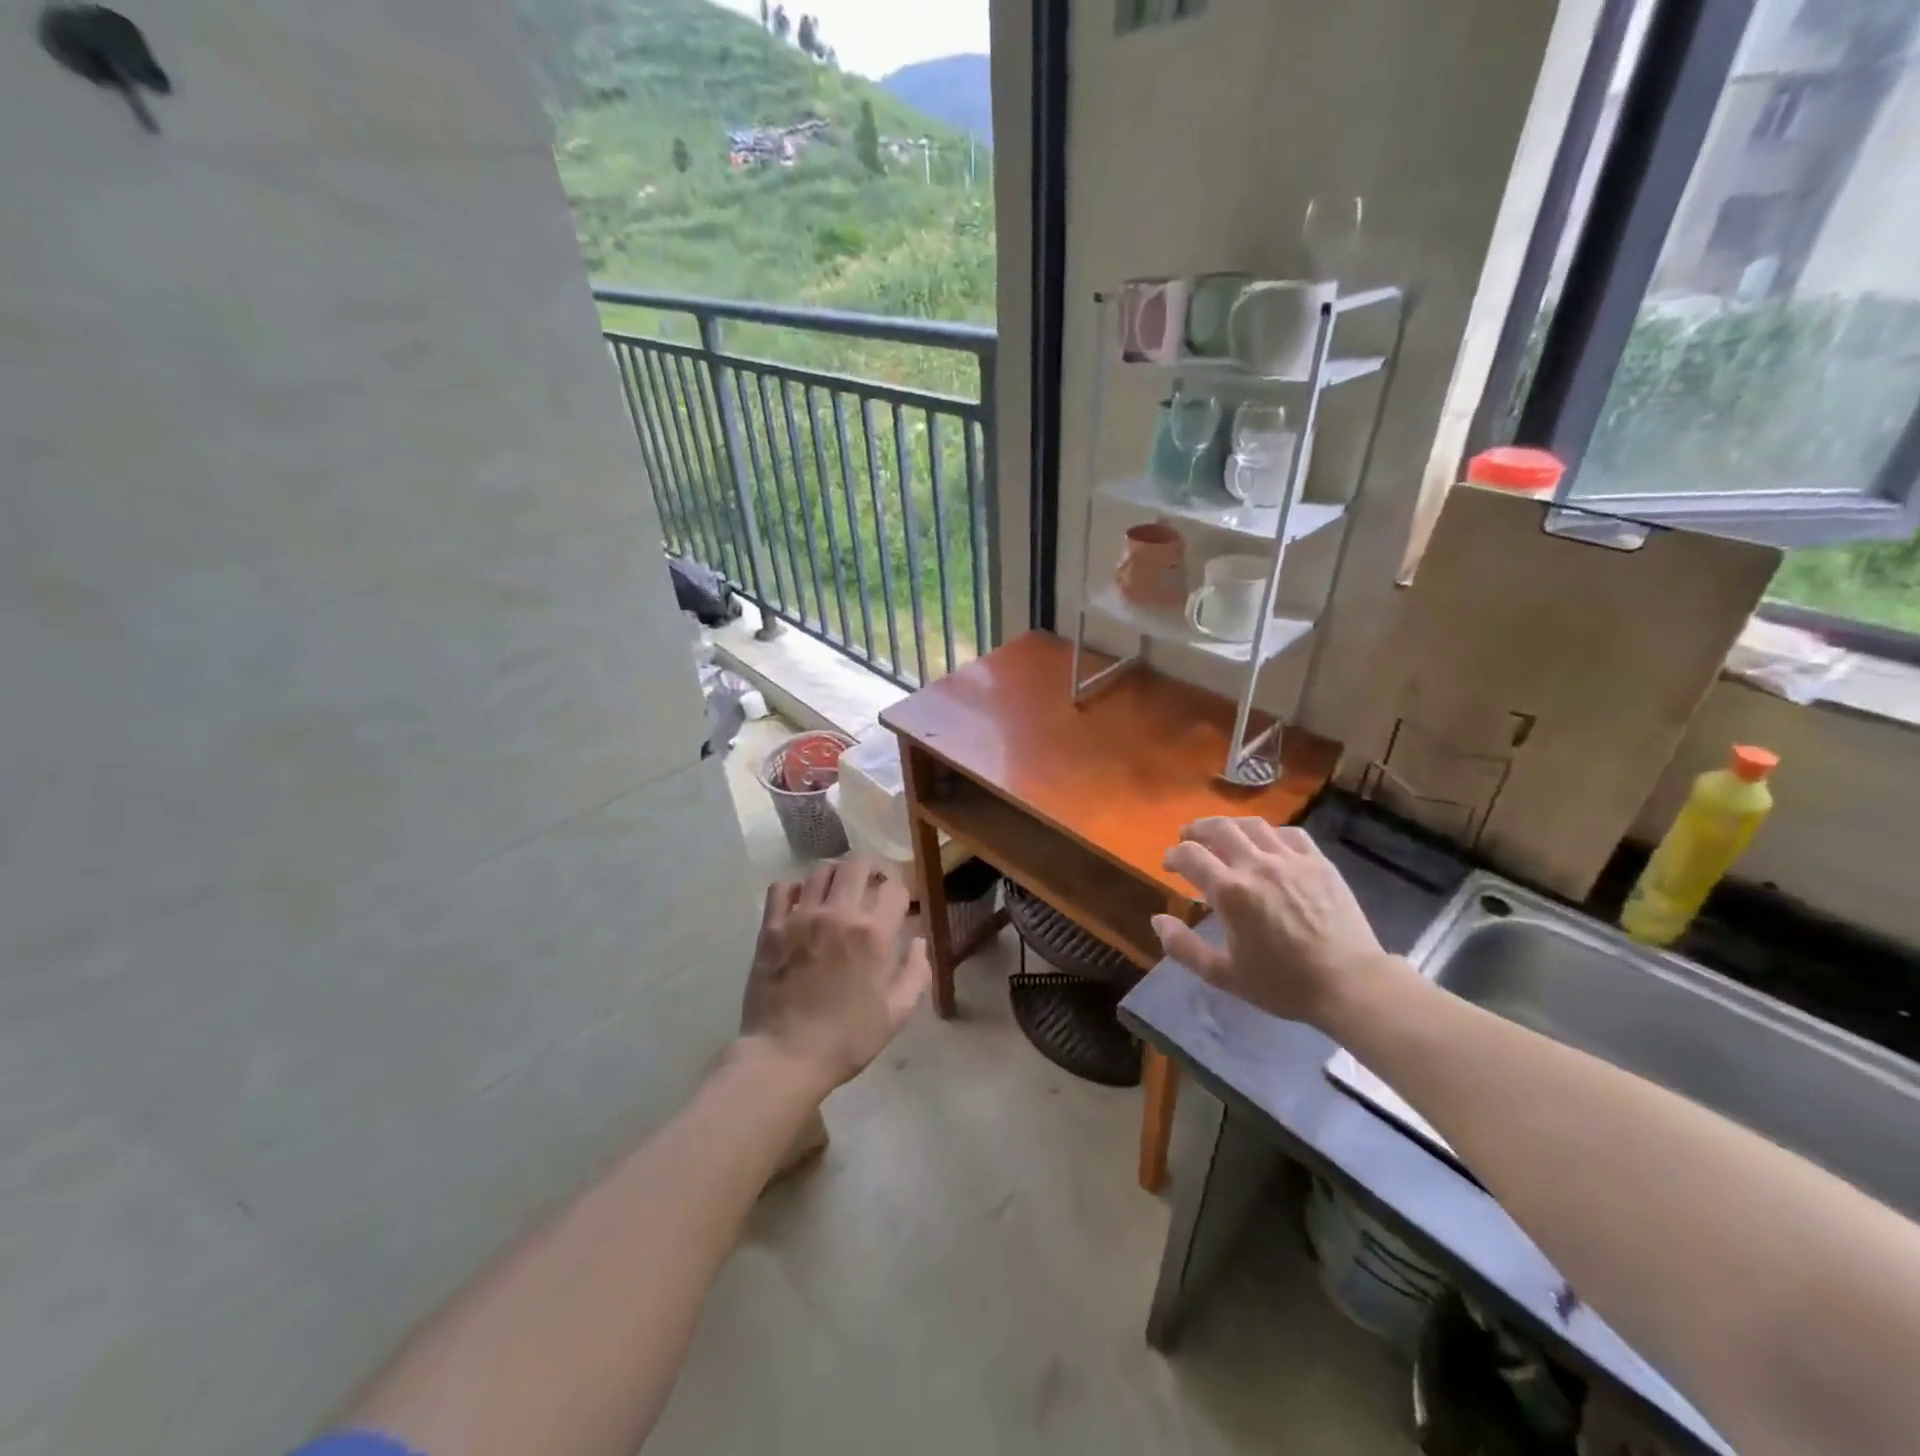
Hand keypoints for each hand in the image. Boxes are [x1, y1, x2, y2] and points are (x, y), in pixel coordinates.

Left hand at [740, 855, 930, 1094]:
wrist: (785, 1057)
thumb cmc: (847, 1040)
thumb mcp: (897, 1014)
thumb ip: (916, 972)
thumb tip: (918, 942)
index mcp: (873, 934)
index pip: (896, 890)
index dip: (902, 895)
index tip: (898, 907)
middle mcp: (839, 914)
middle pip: (858, 864)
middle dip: (872, 868)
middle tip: (871, 883)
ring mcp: (802, 917)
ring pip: (821, 869)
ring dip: (835, 874)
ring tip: (837, 890)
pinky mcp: (772, 927)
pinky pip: (782, 887)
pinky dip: (794, 888)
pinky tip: (801, 903)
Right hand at [1151, 818, 1399, 1029]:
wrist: (1350, 984)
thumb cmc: (1283, 983)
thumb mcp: (1224, 975)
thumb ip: (1183, 947)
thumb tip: (1158, 919)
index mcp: (1230, 891)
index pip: (1190, 855)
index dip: (1173, 855)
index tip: (1169, 864)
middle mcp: (1257, 865)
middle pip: (1219, 828)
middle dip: (1196, 829)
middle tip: (1188, 837)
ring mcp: (1291, 860)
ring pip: (1253, 825)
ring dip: (1230, 825)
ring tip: (1223, 833)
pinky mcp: (1319, 862)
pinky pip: (1290, 833)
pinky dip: (1271, 833)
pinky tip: (1268, 844)